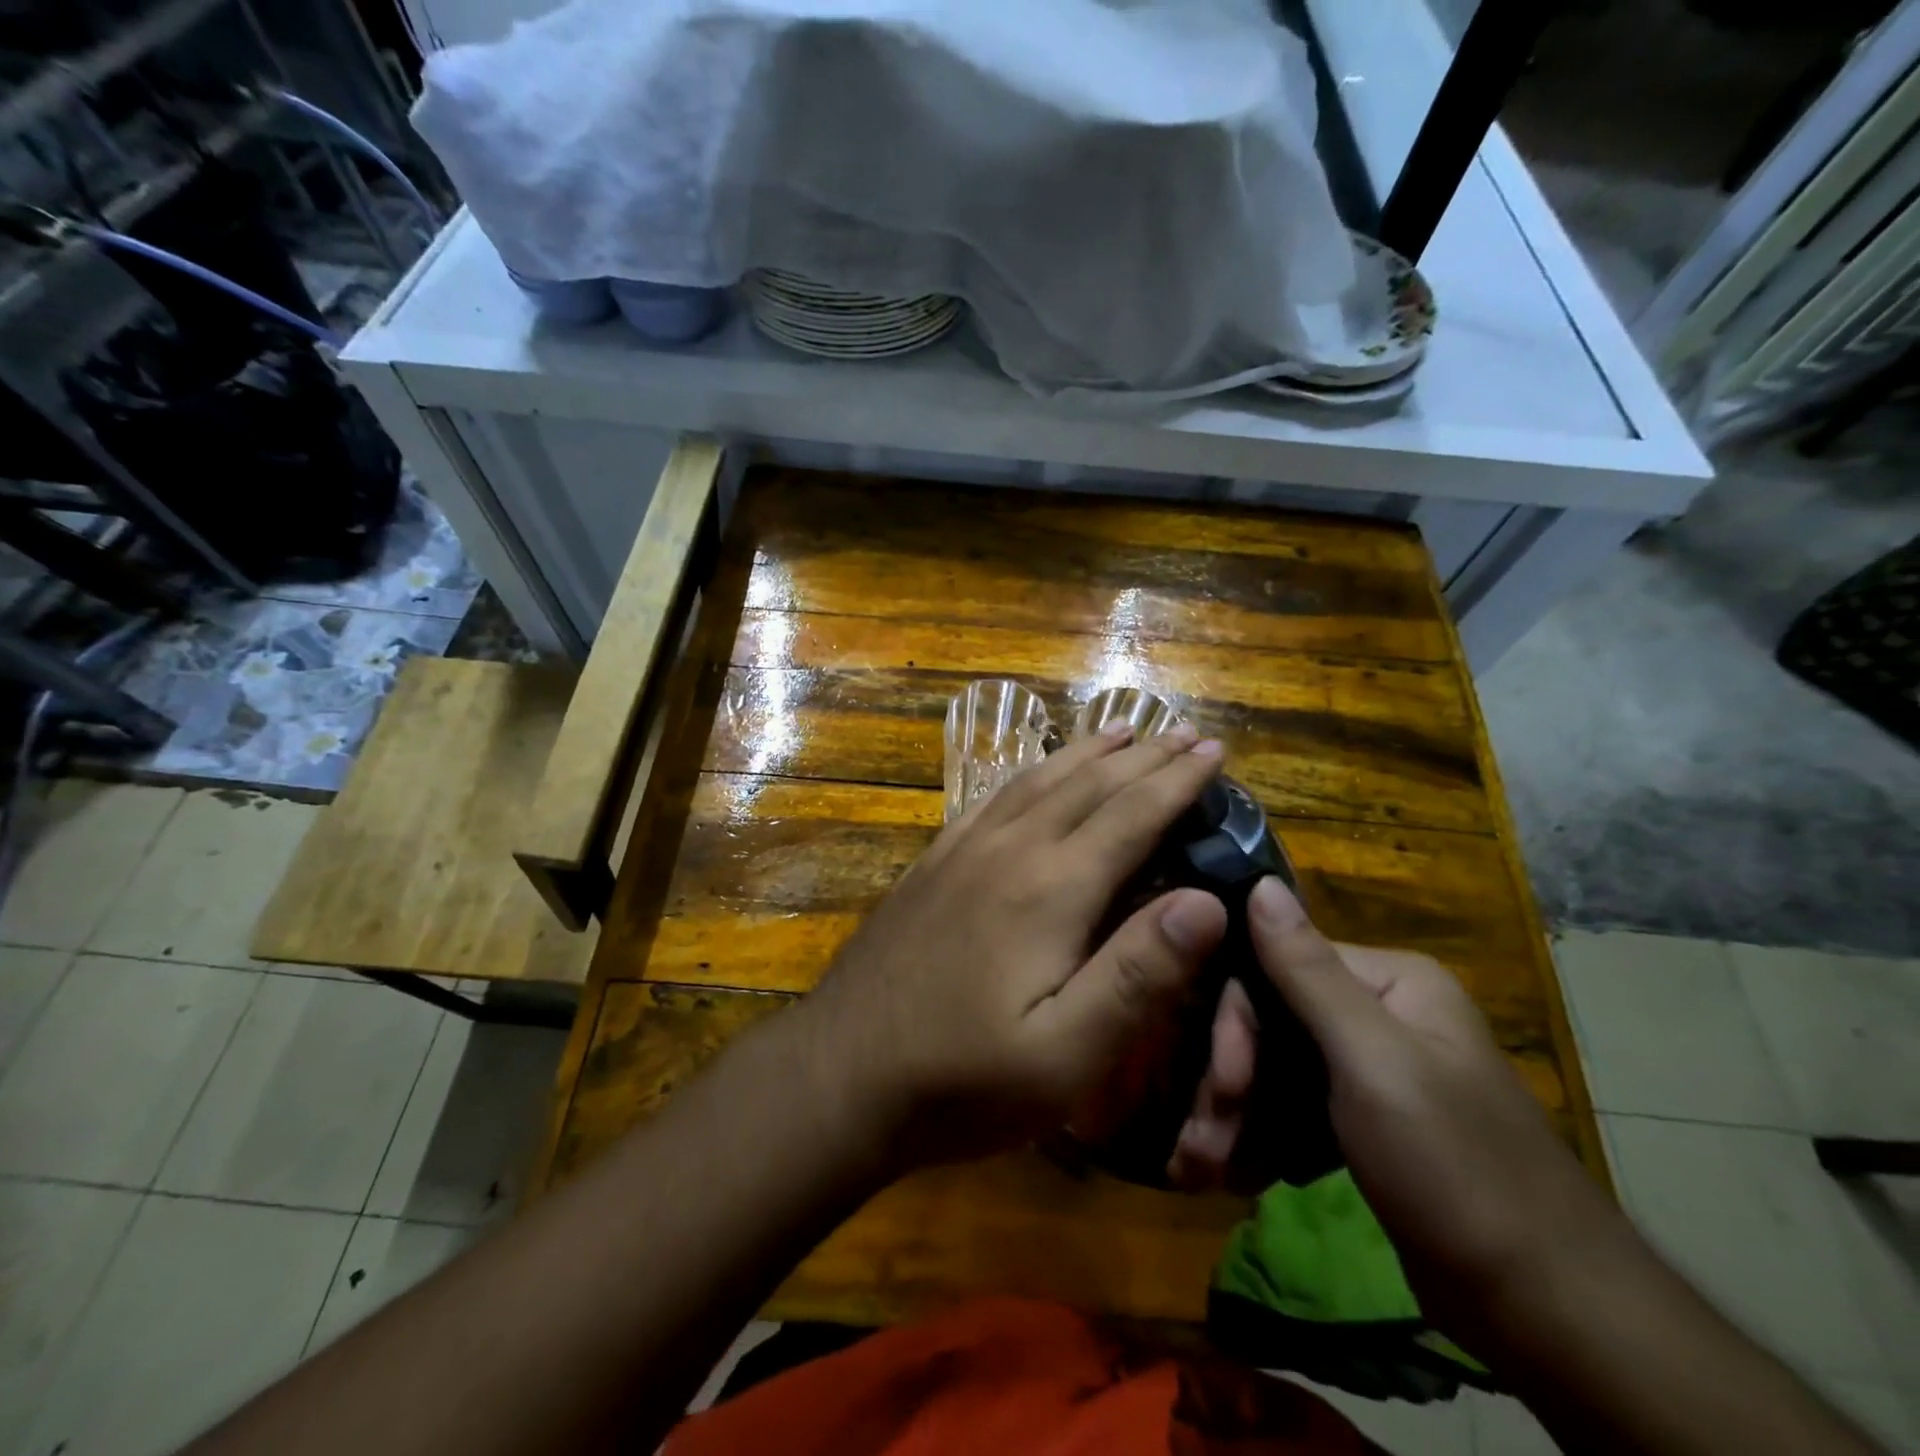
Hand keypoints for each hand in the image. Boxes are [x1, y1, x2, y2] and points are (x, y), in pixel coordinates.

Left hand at [794, 724, 1229, 1169]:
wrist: (841, 1072)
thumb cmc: (963, 1078)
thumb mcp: (1065, 1053)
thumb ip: (1137, 974)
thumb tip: (1209, 900)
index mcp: (1051, 888)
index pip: (1131, 815)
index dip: (1178, 780)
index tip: (1216, 750)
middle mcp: (1009, 849)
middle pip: (1088, 785)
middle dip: (1144, 756)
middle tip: (1185, 732)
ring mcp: (963, 850)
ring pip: (1038, 780)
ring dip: (1087, 753)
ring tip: (1122, 731)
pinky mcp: (932, 863)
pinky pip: (991, 797)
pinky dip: (1029, 773)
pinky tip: (1035, 773)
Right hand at [1173, 879, 1620, 1325]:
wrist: (1549, 1314)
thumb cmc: (1456, 1170)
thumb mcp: (1373, 1062)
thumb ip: (1308, 972)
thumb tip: (1258, 881)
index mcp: (1389, 980)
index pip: (1276, 970)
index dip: (1237, 1025)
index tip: (1220, 1089)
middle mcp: (1380, 1010)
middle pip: (1272, 1021)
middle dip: (1232, 1082)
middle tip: (1202, 1146)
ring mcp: (1374, 1066)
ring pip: (1277, 1068)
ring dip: (1239, 1116)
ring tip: (1208, 1170)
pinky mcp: (1367, 1119)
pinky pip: (1297, 1106)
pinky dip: (1267, 1137)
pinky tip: (1246, 1173)